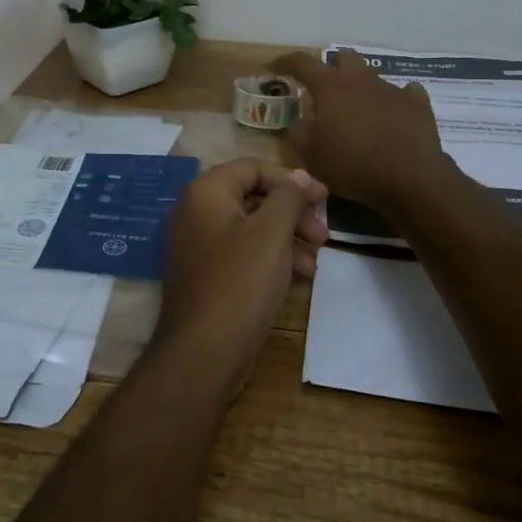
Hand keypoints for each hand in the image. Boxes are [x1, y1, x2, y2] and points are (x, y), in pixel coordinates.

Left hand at [154, 159, 329, 391]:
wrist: (203, 353)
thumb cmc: (240, 283)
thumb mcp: (272, 233)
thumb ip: (289, 197)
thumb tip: (299, 176)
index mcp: (206, 192)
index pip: (254, 168)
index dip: (293, 180)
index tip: (325, 199)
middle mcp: (195, 211)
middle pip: (254, 197)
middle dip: (293, 213)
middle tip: (323, 234)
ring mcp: (198, 244)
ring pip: (251, 227)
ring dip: (287, 237)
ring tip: (316, 260)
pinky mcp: (205, 273)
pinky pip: (242, 252)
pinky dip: (271, 257)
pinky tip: (299, 276)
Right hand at [272, 49, 450, 210]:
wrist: (409, 178)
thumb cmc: (352, 165)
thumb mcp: (311, 156)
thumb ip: (298, 133)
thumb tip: (299, 121)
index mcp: (330, 87)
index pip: (302, 63)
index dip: (285, 62)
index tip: (274, 66)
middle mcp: (361, 79)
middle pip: (343, 58)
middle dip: (332, 69)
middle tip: (325, 92)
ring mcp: (392, 88)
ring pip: (372, 77)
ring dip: (361, 89)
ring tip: (358, 113)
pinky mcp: (417, 104)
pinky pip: (404, 93)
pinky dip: (395, 102)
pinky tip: (393, 116)